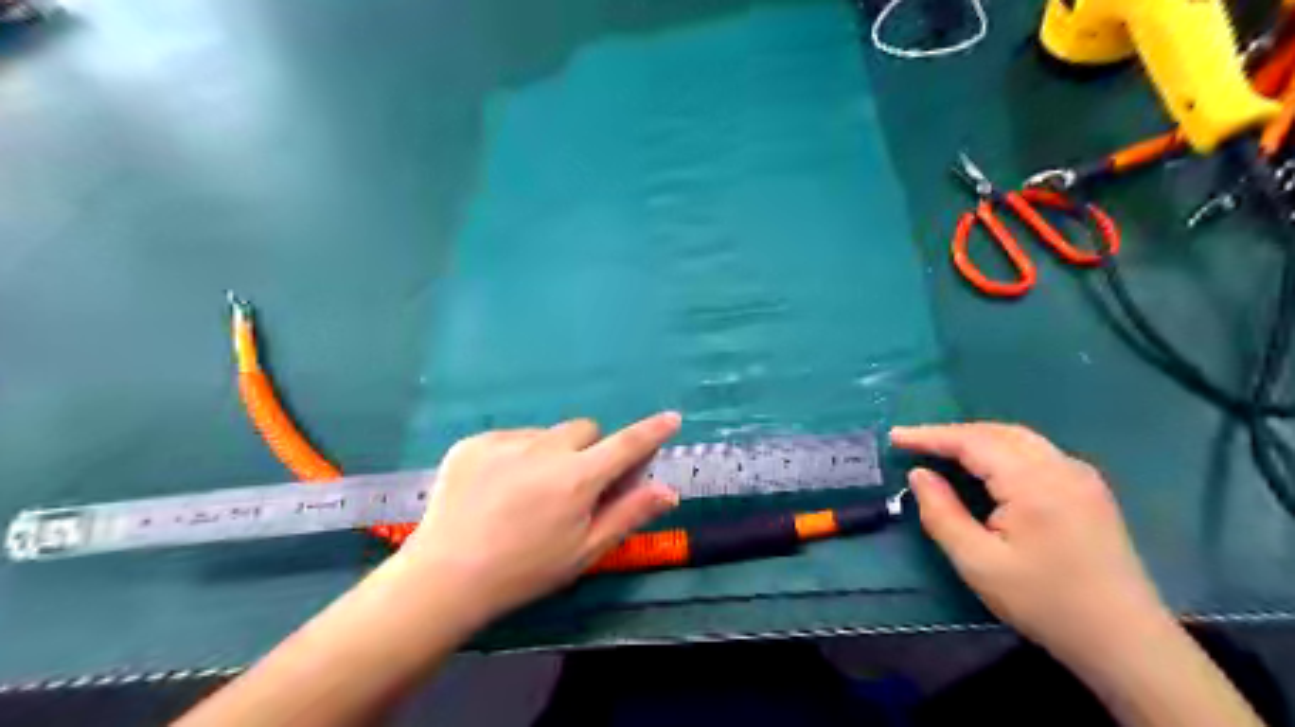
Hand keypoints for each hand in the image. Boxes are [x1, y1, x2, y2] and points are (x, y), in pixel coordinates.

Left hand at [399, 412, 680, 620]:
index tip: (671, 418)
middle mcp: (545, 449)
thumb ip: (629, 514)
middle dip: (590, 450)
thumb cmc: (525, 571)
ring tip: (528, 492)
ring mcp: (505, 442)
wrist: (445, 577)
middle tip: (575, 485)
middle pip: (585, 430)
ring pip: (547, 433)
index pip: (627, 444)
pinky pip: (512, 437)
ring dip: (552, 453)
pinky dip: (517, 454)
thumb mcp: (584, 551)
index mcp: (577, 478)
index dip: (652, 431)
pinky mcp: (474, 442)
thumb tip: (669, 491)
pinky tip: (498, 488)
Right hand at [893, 420, 1164, 663]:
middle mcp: (1060, 466)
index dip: (930, 436)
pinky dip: (1001, 449)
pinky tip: (987, 465)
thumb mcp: (977, 562)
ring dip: (976, 438)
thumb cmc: (1044, 601)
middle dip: (952, 434)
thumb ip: (942, 513)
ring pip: (1018, 438)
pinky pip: (1036, 452)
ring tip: (942, 449)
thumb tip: (919, 475)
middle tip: (914, 443)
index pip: (971, 441)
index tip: (895, 437)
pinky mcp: (1089, 489)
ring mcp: (1080, 475)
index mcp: (1033, 482)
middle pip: (996, 432)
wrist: (1125, 641)